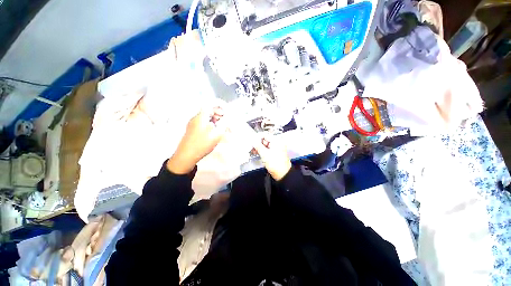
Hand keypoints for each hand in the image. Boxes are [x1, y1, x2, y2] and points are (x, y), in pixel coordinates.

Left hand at [167, 106, 228, 173]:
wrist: (186, 156)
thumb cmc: (202, 144)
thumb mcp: (216, 134)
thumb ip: (224, 124)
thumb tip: (229, 117)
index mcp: (201, 116)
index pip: (210, 104)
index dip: (220, 105)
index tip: (227, 112)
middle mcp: (196, 118)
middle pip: (209, 110)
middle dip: (219, 114)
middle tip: (226, 121)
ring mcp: (193, 124)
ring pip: (207, 117)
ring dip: (216, 120)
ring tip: (222, 128)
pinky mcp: (192, 130)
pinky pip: (203, 123)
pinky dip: (211, 125)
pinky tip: (215, 132)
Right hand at [253, 135, 291, 180]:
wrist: (282, 174)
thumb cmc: (275, 163)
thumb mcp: (265, 154)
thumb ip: (258, 146)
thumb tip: (253, 141)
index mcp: (276, 141)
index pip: (265, 135)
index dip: (257, 137)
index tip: (251, 141)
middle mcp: (277, 143)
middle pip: (265, 140)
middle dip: (257, 143)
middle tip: (251, 146)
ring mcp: (276, 148)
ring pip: (265, 145)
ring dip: (259, 147)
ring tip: (252, 151)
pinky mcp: (275, 153)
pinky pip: (267, 149)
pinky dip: (262, 150)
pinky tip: (256, 153)